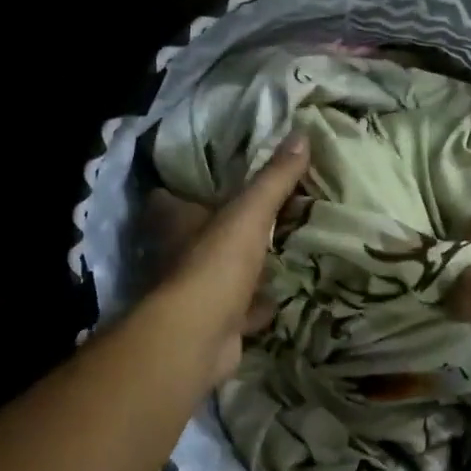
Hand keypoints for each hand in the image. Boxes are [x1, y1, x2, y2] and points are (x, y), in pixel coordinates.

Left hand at [141, 132, 309, 382]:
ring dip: (243, 268)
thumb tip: (301, 133)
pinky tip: (280, 298)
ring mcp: (196, 293)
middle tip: (257, 213)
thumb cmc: (216, 264)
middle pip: (197, 236)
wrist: (199, 337)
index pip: (169, 199)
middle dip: (222, 228)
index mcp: (177, 223)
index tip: (212, 177)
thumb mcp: (250, 212)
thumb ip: (274, 178)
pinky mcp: (215, 324)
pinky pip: (240, 310)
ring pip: (221, 273)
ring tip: (277, 251)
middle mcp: (179, 256)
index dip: (184, 188)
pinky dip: (258, 306)